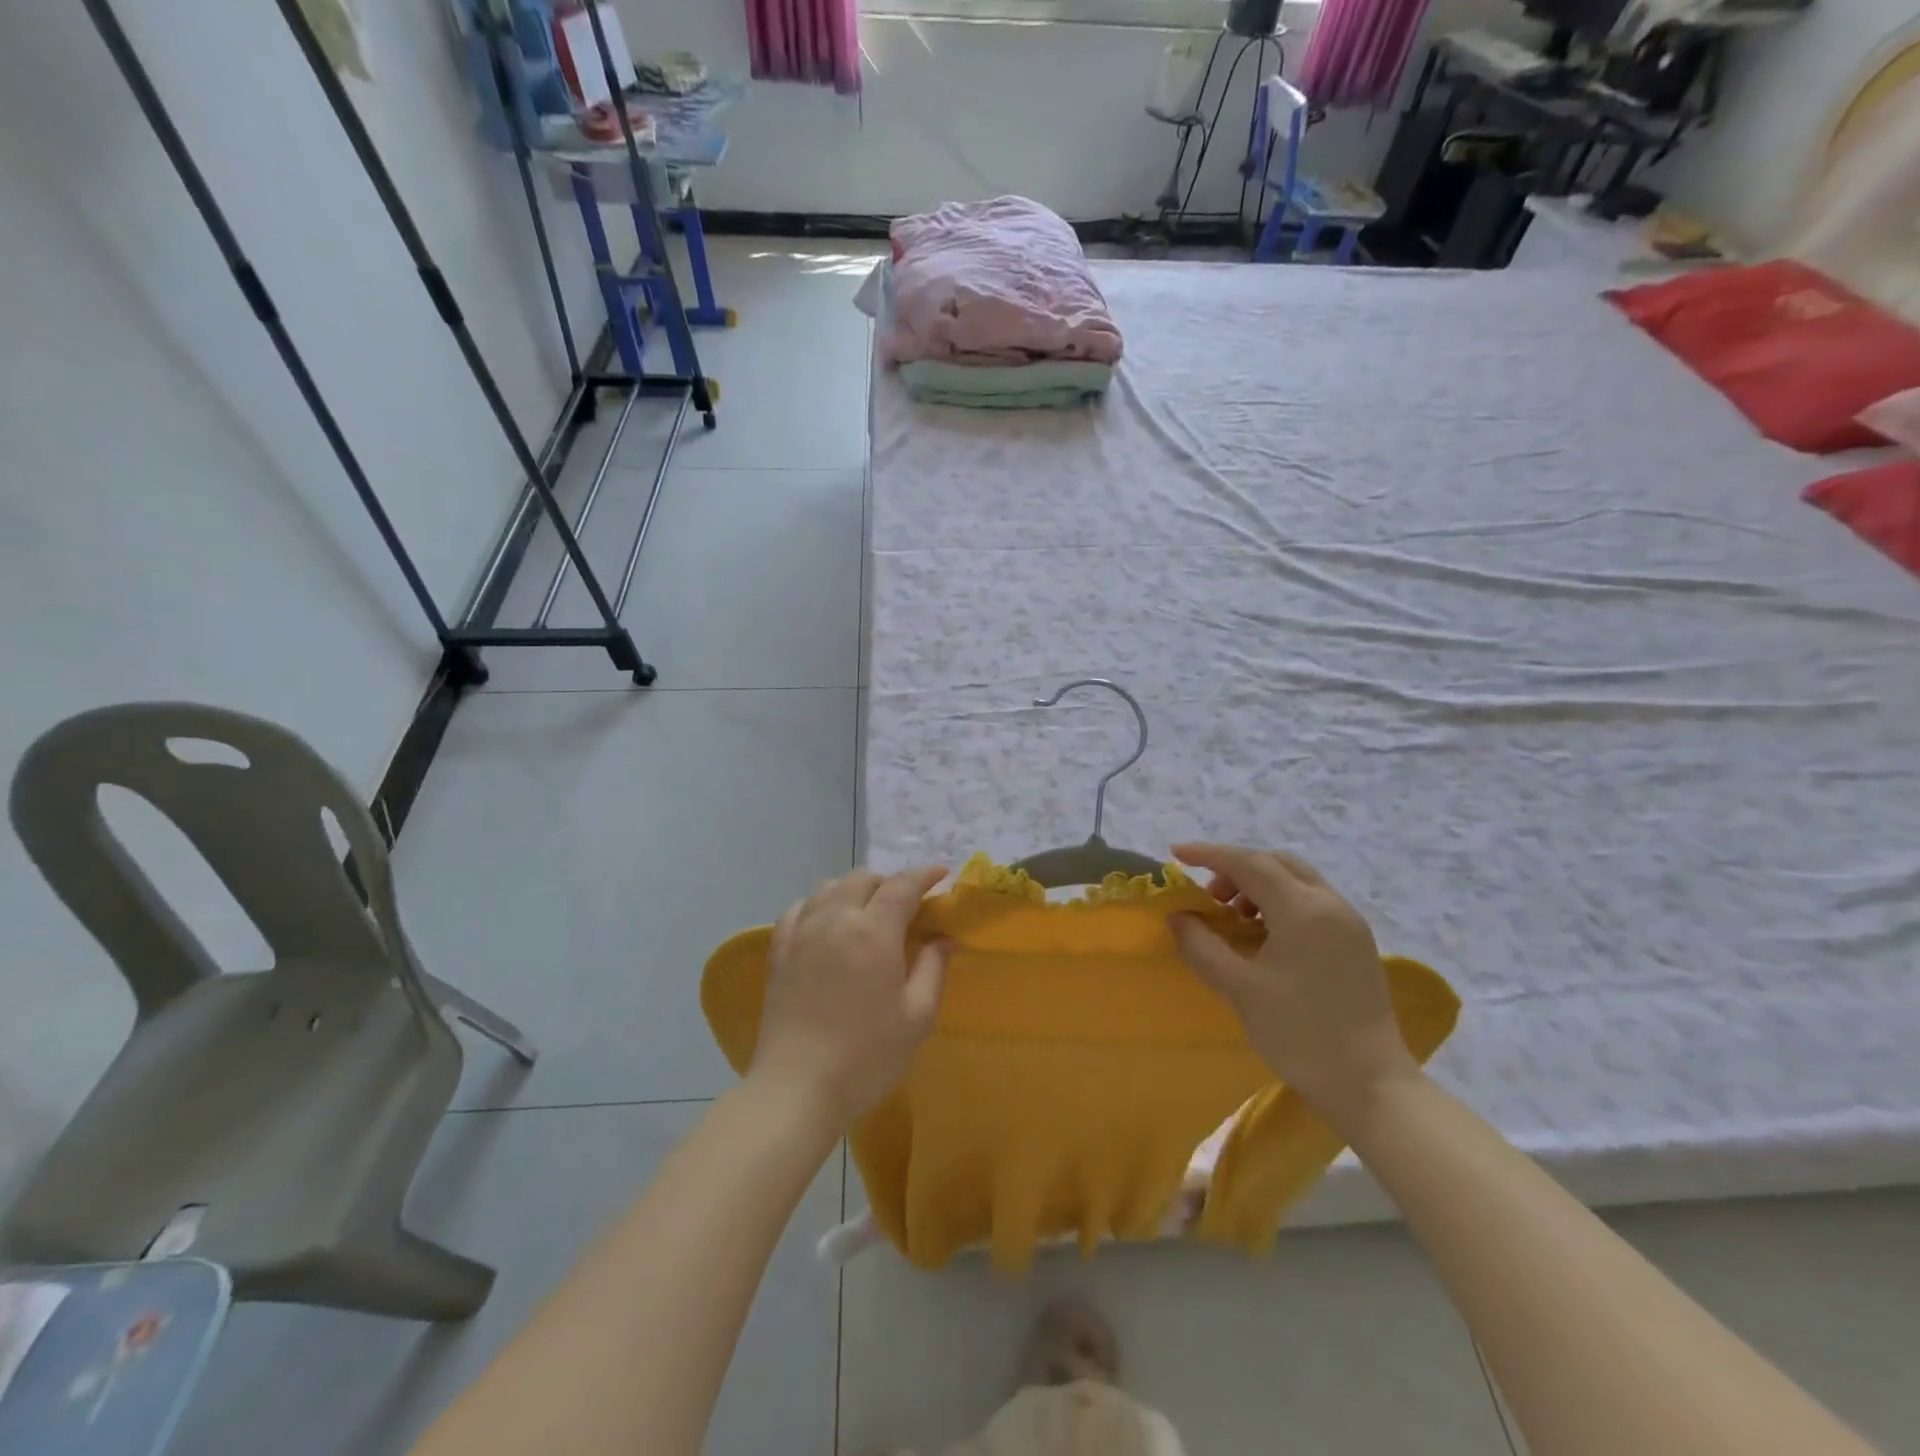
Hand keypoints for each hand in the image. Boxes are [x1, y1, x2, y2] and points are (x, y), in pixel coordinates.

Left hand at [751, 866, 950, 1129]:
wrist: (797, 1088)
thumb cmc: (867, 1056)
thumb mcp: (917, 1016)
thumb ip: (933, 967)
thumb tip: (943, 937)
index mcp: (873, 931)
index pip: (902, 885)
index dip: (924, 875)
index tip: (941, 875)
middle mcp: (835, 919)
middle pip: (863, 878)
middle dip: (890, 882)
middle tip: (907, 905)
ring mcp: (802, 933)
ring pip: (829, 887)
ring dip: (854, 889)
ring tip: (868, 911)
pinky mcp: (779, 952)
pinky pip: (799, 908)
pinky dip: (819, 904)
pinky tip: (827, 922)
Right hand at [1168, 843, 1418, 1128]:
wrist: (1370, 1084)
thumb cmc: (1299, 1033)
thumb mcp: (1240, 988)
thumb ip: (1202, 946)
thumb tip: (1178, 917)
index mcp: (1302, 909)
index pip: (1249, 863)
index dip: (1209, 854)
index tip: (1176, 854)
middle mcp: (1330, 904)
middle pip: (1276, 862)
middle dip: (1236, 868)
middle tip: (1208, 894)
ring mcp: (1349, 922)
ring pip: (1296, 879)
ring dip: (1260, 884)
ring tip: (1234, 916)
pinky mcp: (1356, 942)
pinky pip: (1312, 900)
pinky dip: (1281, 901)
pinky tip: (1264, 934)